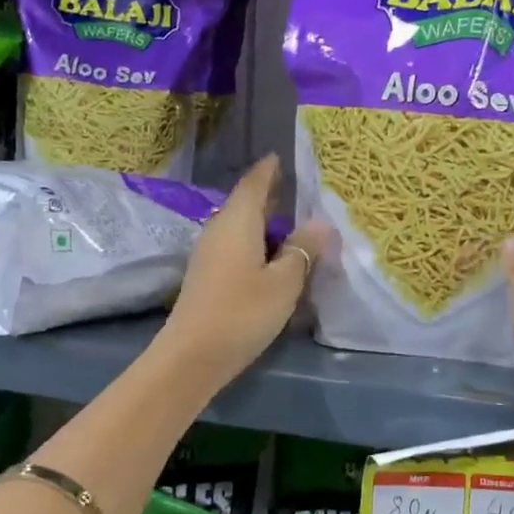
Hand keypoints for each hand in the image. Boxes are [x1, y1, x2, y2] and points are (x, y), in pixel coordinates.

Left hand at [158, 154, 327, 386]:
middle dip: (269, 195)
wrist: (192, 356)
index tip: (281, 157)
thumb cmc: (242, 313)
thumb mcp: (283, 282)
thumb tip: (321, 223)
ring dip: (263, 222)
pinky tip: (271, 257)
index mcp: (238, 222)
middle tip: (297, 190)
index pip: (254, 183)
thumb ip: (302, 250)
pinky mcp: (207, 276)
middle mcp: (219, 230)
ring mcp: (209, 254)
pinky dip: (255, 243)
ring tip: (291, 223)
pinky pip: (235, 246)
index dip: (269, 170)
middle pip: (245, 203)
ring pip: (240, 227)